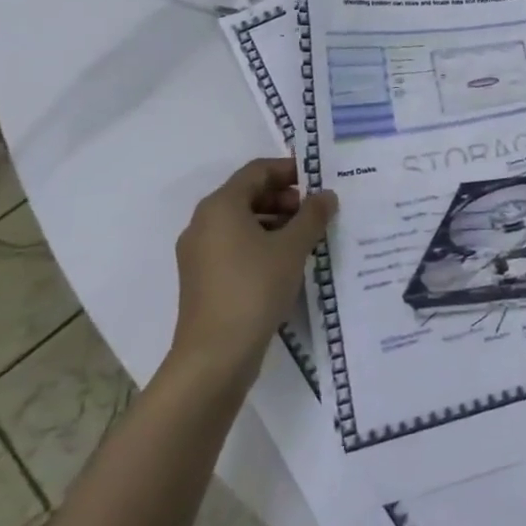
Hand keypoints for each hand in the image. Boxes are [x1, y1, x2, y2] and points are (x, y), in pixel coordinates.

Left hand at [168, 157, 335, 384]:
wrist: (215, 354)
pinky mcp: (203, 278)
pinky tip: (287, 262)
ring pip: (241, 222)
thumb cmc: (255, 288)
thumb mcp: (293, 248)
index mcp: (221, 206)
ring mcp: (199, 252)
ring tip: (307, 238)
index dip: (289, 170)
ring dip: (275, 222)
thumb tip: (326, 195)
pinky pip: (235, 246)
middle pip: (247, 195)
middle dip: (284, 198)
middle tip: (315, 212)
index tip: (319, 181)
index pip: (256, 171)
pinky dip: (261, 243)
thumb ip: (312, 216)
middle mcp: (203, 223)